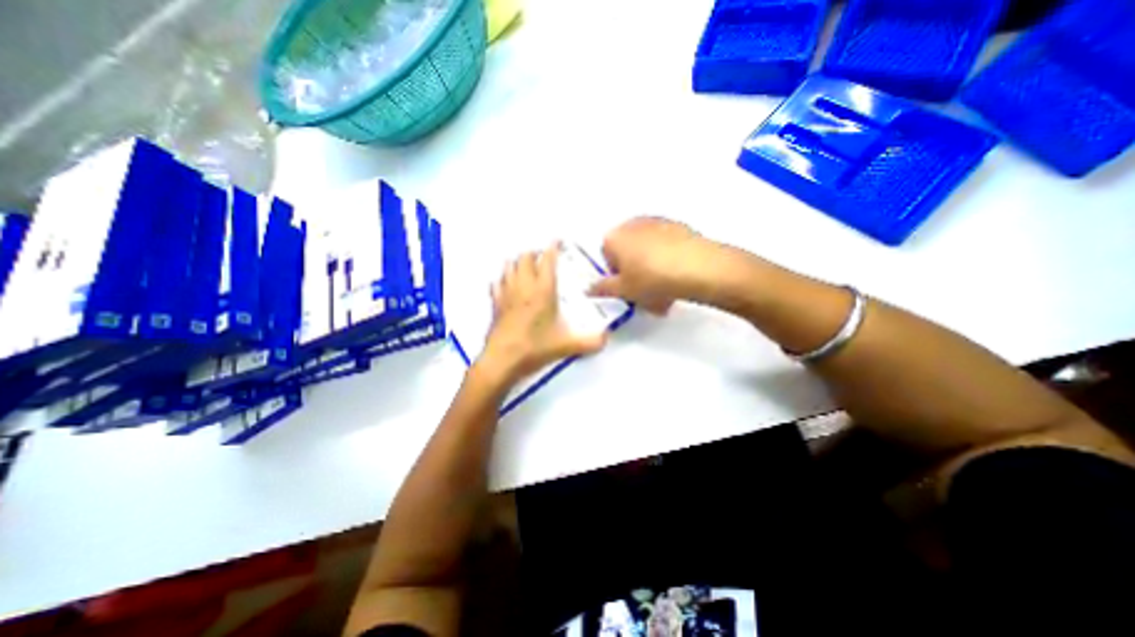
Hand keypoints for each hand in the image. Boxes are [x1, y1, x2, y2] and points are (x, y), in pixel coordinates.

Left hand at [474, 241, 606, 383]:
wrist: (502, 360)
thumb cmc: (535, 348)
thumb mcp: (566, 345)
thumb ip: (589, 342)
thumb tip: (607, 339)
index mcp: (542, 290)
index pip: (547, 260)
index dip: (553, 247)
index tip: (558, 241)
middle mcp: (523, 286)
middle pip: (524, 257)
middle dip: (534, 252)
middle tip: (543, 257)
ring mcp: (506, 294)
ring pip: (508, 266)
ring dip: (518, 262)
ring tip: (526, 266)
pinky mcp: (495, 304)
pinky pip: (496, 283)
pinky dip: (503, 278)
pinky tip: (507, 283)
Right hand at [590, 217, 710, 312]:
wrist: (697, 269)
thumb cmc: (652, 280)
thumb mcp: (623, 291)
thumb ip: (602, 289)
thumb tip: (589, 288)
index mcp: (614, 237)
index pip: (606, 255)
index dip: (615, 275)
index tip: (626, 288)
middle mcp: (633, 224)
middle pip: (627, 251)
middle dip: (633, 271)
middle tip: (644, 291)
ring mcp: (657, 223)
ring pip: (647, 249)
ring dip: (650, 268)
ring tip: (664, 290)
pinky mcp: (679, 226)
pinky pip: (665, 246)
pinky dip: (667, 260)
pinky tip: (677, 279)